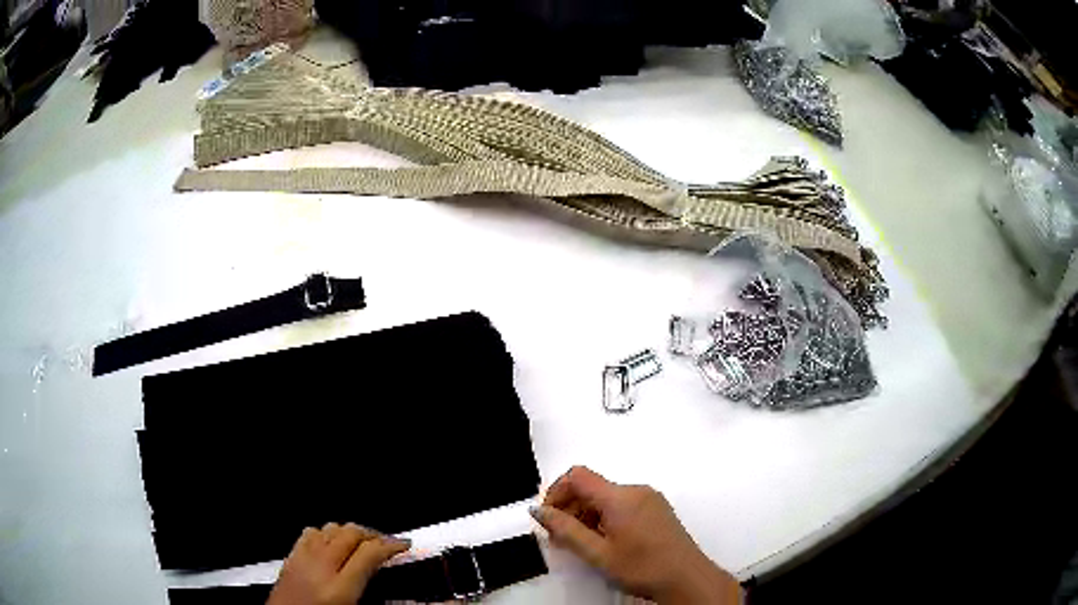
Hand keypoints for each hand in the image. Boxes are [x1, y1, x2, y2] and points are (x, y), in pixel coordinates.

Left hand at [266, 522, 409, 604]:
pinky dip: (325, 532)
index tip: (403, 544)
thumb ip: (367, 591)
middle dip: (373, 534)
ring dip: (349, 531)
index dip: (391, 545)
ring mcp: (303, 560)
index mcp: (340, 590)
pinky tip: (331, 542)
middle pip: (351, 533)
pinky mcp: (290, 558)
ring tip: (361, 541)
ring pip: (331, 528)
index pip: (370, 553)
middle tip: (386, 543)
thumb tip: (384, 579)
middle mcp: (320, 568)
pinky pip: (309, 533)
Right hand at [531, 466, 739, 604]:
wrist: (687, 578)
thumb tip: (538, 510)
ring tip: (581, 545)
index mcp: (620, 496)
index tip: (548, 518)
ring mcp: (650, 498)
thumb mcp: (598, 554)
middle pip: (592, 487)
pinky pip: (623, 504)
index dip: (556, 492)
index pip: (577, 476)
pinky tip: (605, 542)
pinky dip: (605, 517)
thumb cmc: (642, 567)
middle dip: (570, 508)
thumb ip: (566, 530)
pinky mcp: (657, 509)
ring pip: (606, 497)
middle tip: (560, 539)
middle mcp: (636, 490)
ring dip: (587, 515)